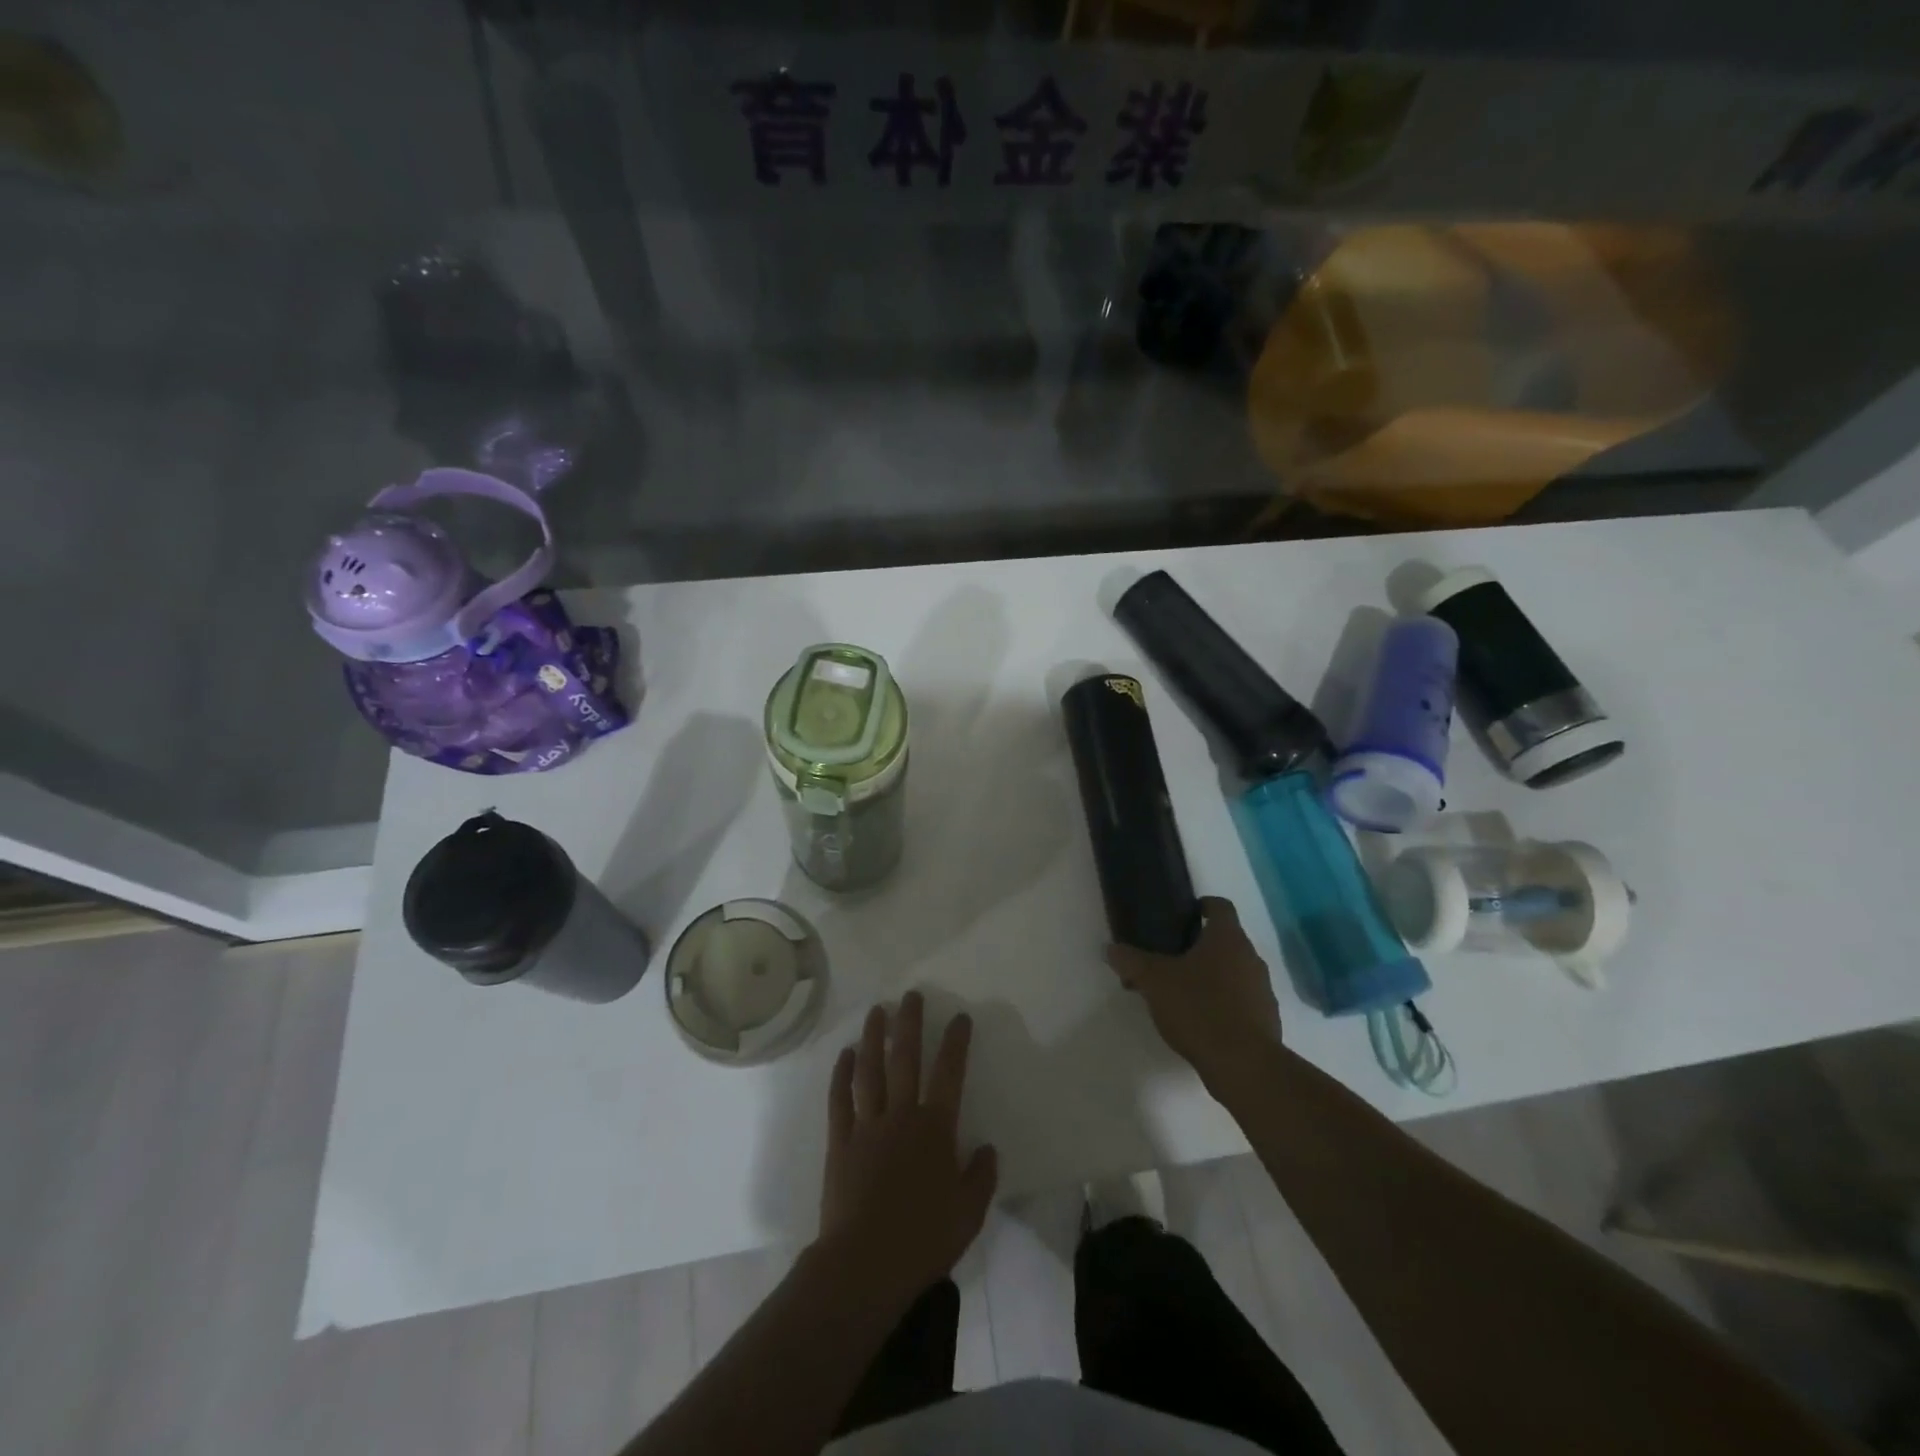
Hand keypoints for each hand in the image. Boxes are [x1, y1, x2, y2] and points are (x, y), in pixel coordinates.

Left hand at [818, 992, 997, 1296]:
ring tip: (877, 1011)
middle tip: (911, 995)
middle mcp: (901, 1116)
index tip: (959, 1017)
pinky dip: (842, 1074)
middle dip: (909, 1023)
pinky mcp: (840, 1142)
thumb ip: (981, 1176)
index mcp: (935, 1129)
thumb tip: (987, 1147)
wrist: (864, 1265)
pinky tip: (845, 1054)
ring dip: (873, 1037)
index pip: (950, 1073)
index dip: (956, 1042)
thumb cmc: (922, 1239)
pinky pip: (840, 1099)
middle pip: (905, 1058)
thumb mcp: (968, 1213)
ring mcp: (867, 1126)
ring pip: (870, 1070)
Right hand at [1106, 897, 1282, 1085]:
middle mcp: (1251, 957)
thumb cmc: (1199, 1009)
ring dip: (1211, 977)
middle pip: (1225, 941)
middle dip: (1198, 947)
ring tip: (1180, 996)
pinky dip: (1223, 1003)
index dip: (1201, 906)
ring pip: (1234, 972)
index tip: (1182, 917)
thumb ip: (1131, 961)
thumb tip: (1111, 948)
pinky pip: (1241, 1000)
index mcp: (1227, 938)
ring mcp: (1263, 989)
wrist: (1244, 1065)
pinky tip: (1200, 1022)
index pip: (1220, 906)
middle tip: (1168, 961)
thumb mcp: (1154, 982)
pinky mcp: (1267, 1019)